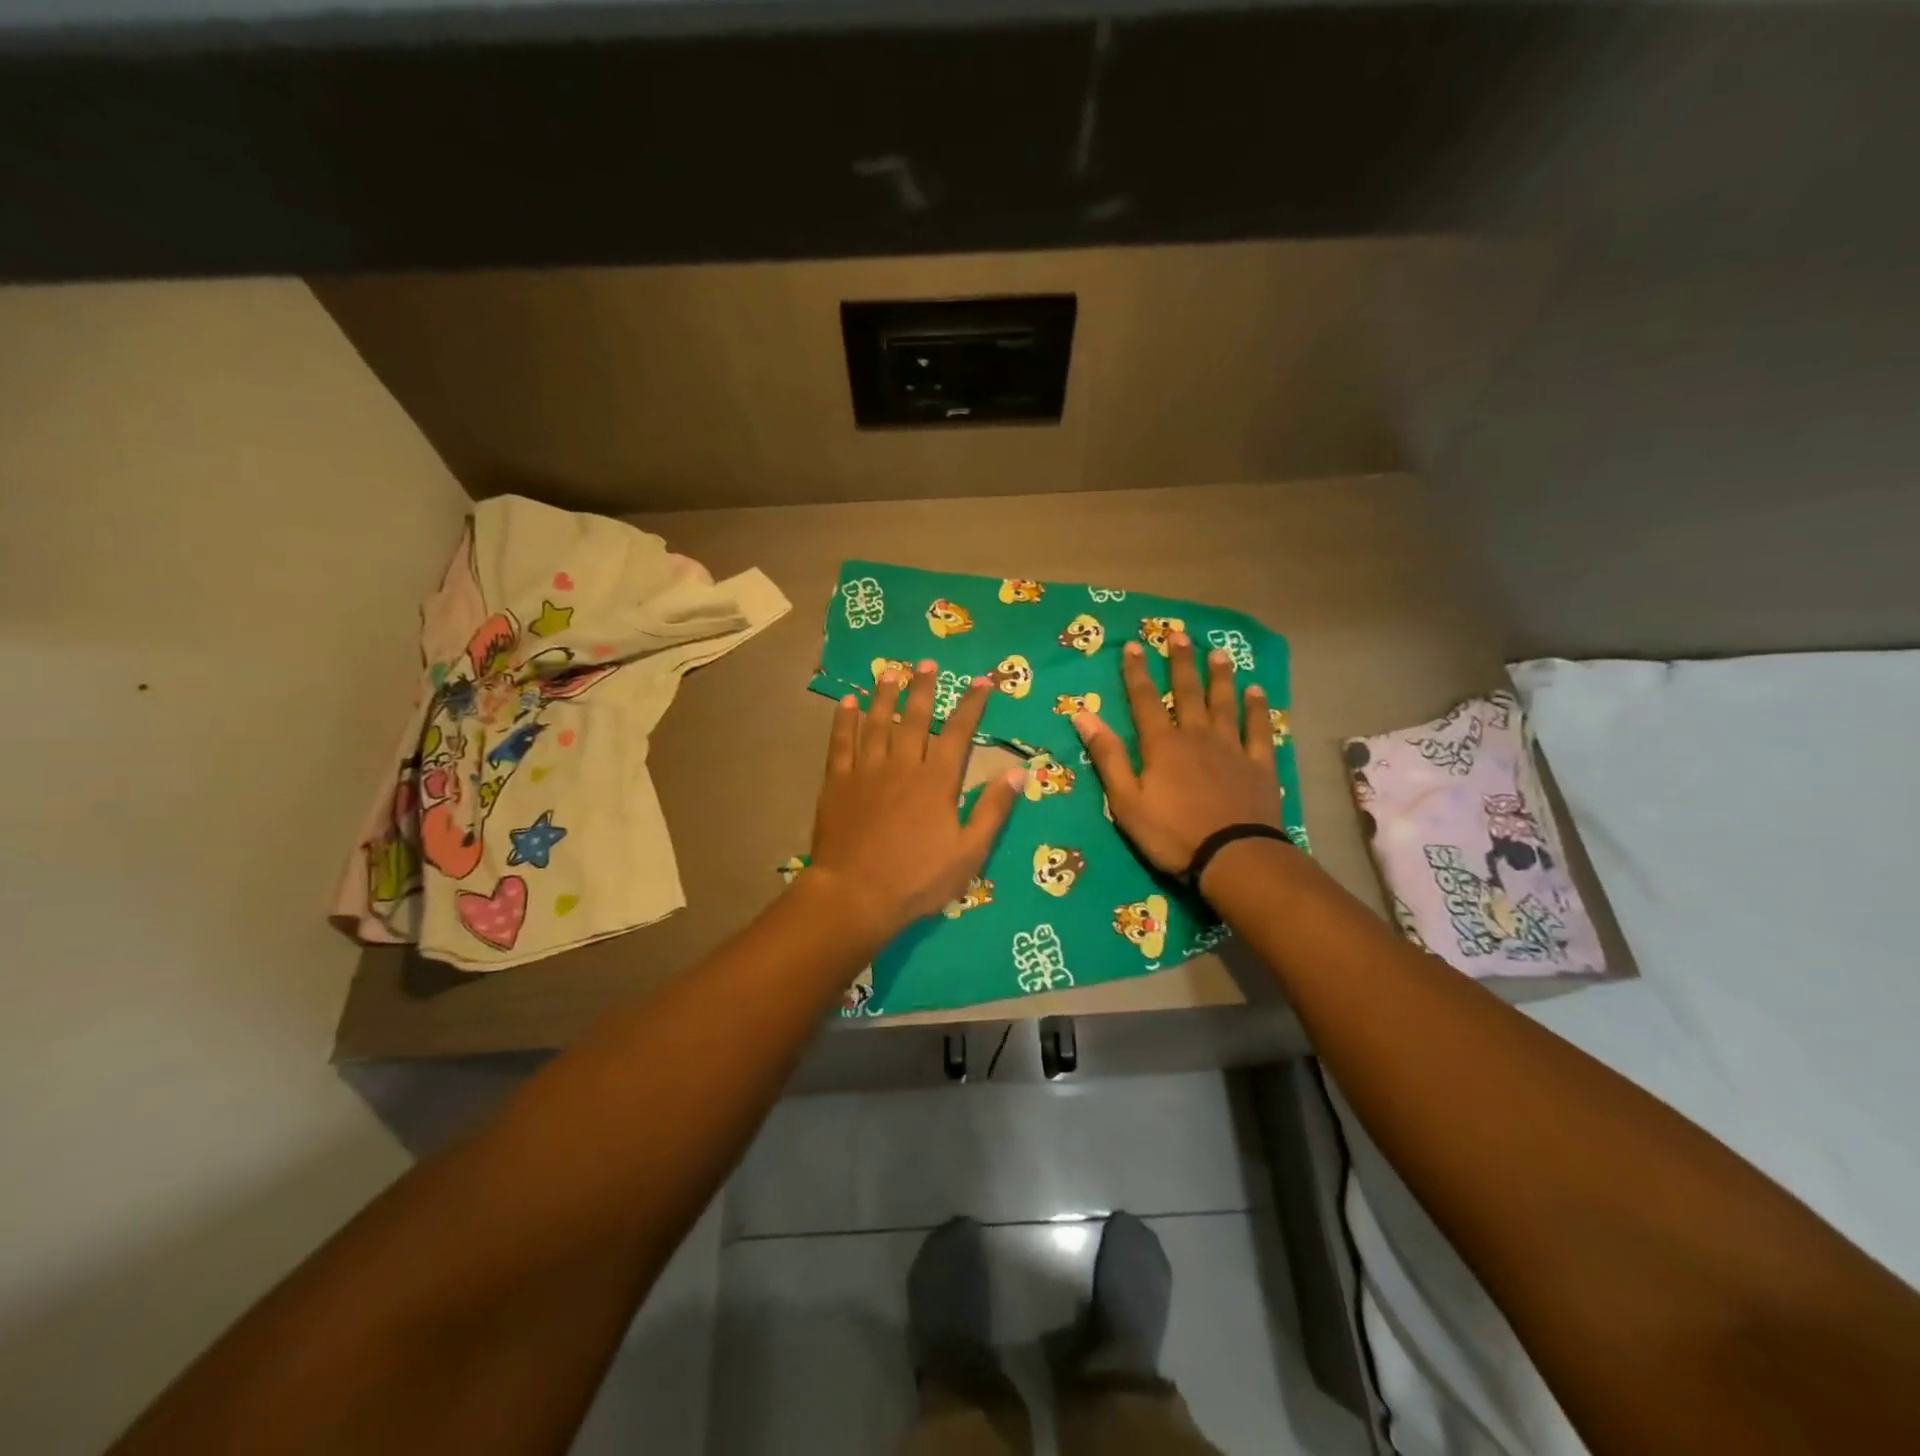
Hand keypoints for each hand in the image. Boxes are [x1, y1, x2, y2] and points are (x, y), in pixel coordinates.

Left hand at [807, 660, 1021, 941]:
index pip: (959, 732)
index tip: (982, 681)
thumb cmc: (917, 879)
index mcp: (937, 780)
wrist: (854, 895)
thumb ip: (993, 809)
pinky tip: (847, 703)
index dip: (972, 704)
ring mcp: (866, 770)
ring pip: (876, 722)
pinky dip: (844, 720)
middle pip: (915, 717)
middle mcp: (903, 764)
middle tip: (927, 662)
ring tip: (890, 672)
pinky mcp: (838, 782)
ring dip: (884, 695)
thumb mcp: (969, 852)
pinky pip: (841, 742)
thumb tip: (1018, 771)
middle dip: (923, 687)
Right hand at [1073, 635, 1282, 874]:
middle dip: (1180, 663)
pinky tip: (1256, 691)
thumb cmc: (1171, 834)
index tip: (1133, 645)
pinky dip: (1257, 709)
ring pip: (1224, 704)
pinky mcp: (1259, 765)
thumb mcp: (1126, 800)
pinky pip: (1258, 729)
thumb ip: (1108, 756)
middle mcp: (1197, 736)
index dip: (1136, 673)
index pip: (1144, 701)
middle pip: (1186, 692)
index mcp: (1162, 745)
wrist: (1233, 857)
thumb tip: (1083, 716)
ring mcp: (1231, 748)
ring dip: (1219, 677)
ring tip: (1217, 653)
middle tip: (1178, 635)